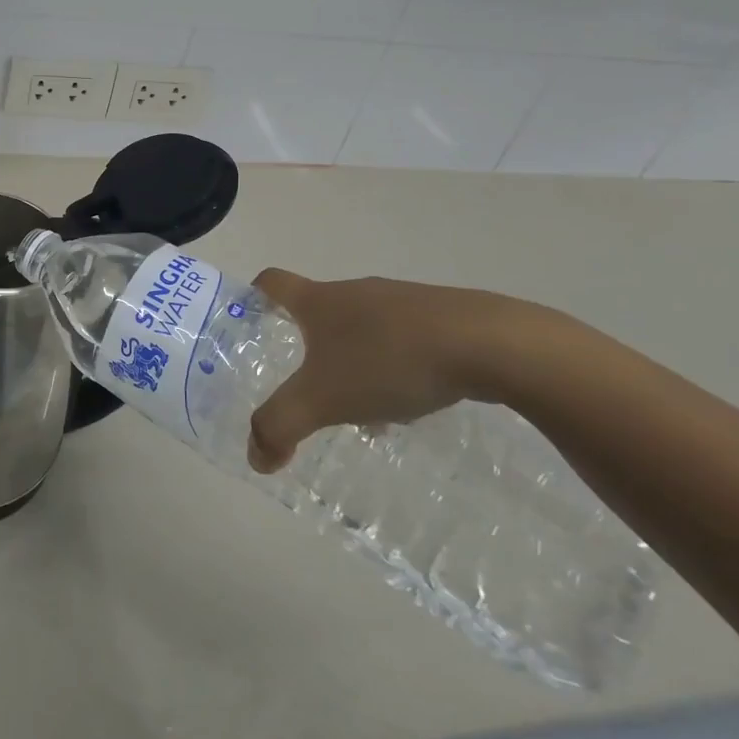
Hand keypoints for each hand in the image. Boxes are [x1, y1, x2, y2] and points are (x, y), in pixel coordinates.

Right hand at [246, 270, 573, 473]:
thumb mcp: (323, 400)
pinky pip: (401, 338)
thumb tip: (255, 456)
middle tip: (303, 383)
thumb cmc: (389, 361)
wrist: (490, 344)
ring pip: (361, 327)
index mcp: (320, 301)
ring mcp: (401, 301)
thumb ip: (280, 426)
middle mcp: (356, 291)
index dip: (253, 297)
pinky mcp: (442, 317)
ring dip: (352, 359)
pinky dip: (393, 365)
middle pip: (318, 309)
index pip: (272, 282)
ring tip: (359, 406)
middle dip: (306, 343)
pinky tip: (409, 401)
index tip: (248, 321)